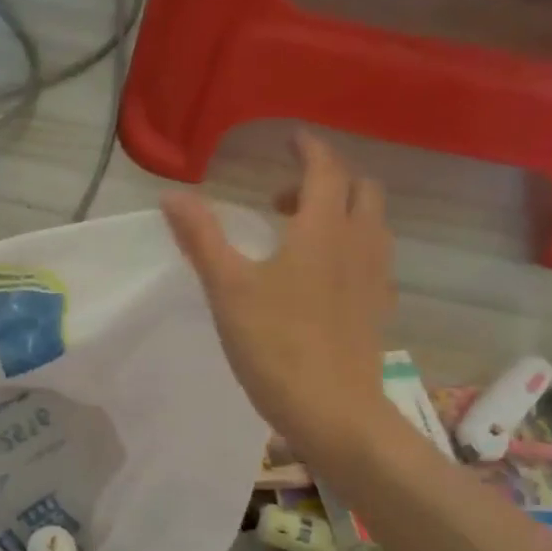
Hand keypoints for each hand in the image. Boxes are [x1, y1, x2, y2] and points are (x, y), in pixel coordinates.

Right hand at [161, 130, 396, 472]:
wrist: (331, 410)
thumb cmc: (275, 344)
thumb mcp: (227, 289)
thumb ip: (202, 238)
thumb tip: (172, 196)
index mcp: (323, 229)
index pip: (326, 169)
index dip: (309, 149)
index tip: (290, 140)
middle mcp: (359, 243)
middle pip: (361, 189)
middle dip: (327, 179)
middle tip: (284, 197)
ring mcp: (376, 277)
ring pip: (372, 223)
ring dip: (343, 212)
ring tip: (302, 233)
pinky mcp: (379, 309)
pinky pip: (373, 258)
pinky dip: (352, 247)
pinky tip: (325, 277)